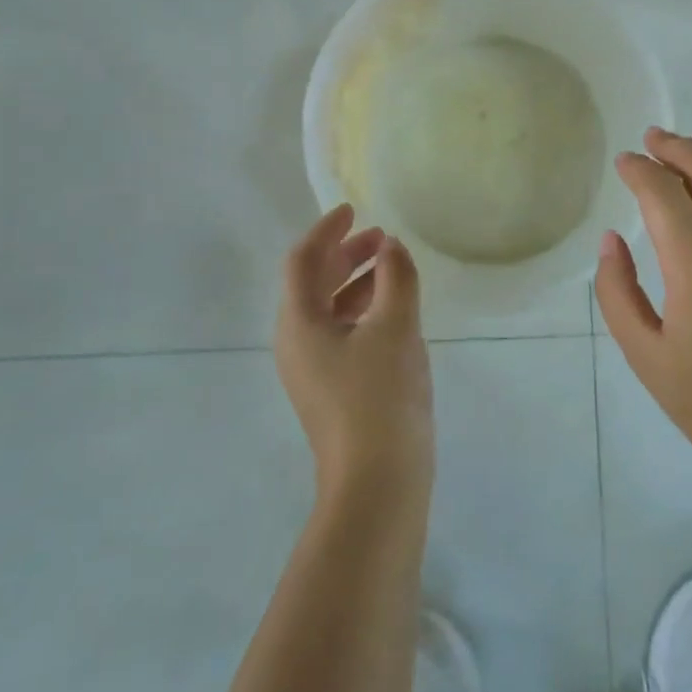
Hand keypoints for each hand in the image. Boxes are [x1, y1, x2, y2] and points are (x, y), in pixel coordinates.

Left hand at [276, 205, 433, 508]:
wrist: (378, 482)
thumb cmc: (381, 396)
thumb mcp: (395, 326)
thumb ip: (396, 276)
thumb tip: (391, 247)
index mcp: (299, 323)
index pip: (303, 260)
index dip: (327, 230)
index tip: (353, 209)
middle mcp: (296, 343)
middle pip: (313, 283)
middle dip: (346, 254)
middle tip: (381, 238)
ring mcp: (312, 369)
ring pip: (329, 309)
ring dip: (357, 281)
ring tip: (393, 268)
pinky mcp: (332, 389)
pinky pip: (341, 332)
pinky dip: (363, 310)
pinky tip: (395, 312)